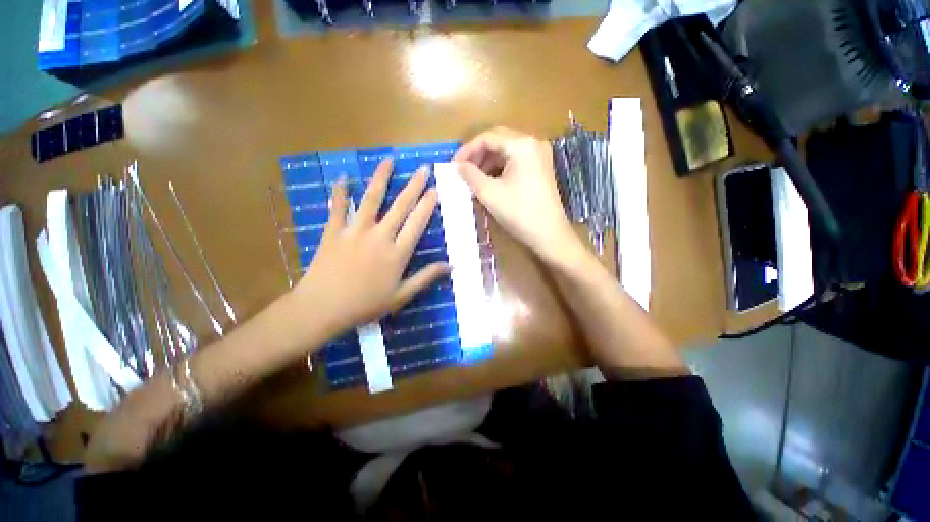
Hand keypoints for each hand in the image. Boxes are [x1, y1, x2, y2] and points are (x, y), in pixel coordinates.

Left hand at [294, 159, 448, 335]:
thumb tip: (450, 266)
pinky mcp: (333, 232)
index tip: (435, 189)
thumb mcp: (401, 296)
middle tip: (422, 169)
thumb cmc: (365, 305)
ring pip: (370, 200)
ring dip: (380, 179)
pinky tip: (342, 177)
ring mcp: (355, 231)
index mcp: (397, 253)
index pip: (417, 223)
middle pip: (399, 206)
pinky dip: (339, 192)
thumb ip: (426, 278)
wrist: (323, 309)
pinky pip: (337, 208)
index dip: (427, 204)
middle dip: (413, 186)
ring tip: (389, 161)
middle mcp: (379, 236)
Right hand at [453, 127, 584, 263]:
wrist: (548, 234)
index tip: (454, 165)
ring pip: (506, 150)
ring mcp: (539, 154)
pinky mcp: (540, 167)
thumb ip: (471, 175)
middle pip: (498, 140)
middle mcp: (532, 142)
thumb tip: (458, 166)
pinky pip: (515, 160)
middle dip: (478, 154)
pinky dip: (500, 167)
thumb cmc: (518, 212)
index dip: (467, 150)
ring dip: (488, 161)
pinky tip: (490, 181)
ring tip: (474, 178)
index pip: (487, 137)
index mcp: (521, 145)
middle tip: (463, 170)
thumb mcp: (489, 193)